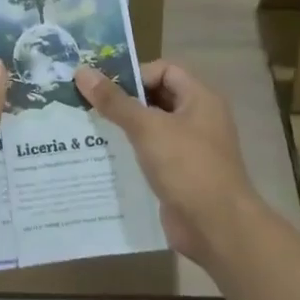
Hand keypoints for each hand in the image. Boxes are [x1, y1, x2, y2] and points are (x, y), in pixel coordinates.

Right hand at [73, 60, 258, 264]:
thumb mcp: (147, 128)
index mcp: (200, 98)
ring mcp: (191, 149)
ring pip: (152, 128)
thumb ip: (115, 101)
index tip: (104, 88)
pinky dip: (131, 153)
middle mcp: (199, 119)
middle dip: (124, 101)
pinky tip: (104, 157)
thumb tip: (82, 72)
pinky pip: (152, 154)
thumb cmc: (187, 167)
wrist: (217, 229)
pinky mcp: (181, 175)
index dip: (135, 75)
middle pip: (156, 98)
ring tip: (88, 128)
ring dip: (124, 128)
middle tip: (87, 104)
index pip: (164, 70)